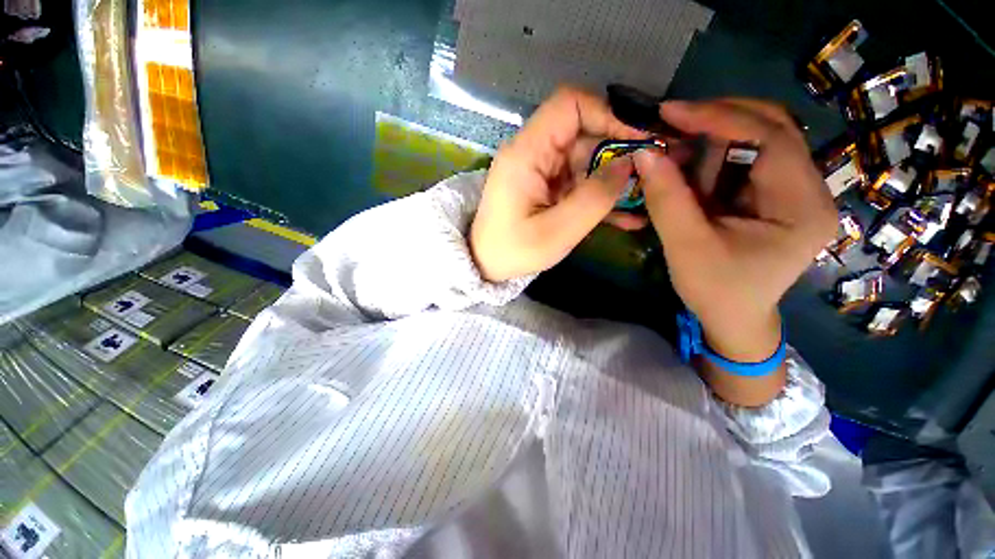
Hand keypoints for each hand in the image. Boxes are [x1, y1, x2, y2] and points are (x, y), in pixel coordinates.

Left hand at [470, 86, 648, 281]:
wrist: (486, 264)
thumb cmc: (514, 251)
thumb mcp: (556, 231)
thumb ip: (594, 197)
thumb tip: (630, 163)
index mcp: (527, 153)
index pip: (570, 105)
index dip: (607, 114)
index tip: (637, 141)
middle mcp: (533, 153)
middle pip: (583, 133)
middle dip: (620, 152)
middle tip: (652, 176)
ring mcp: (540, 170)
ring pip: (586, 160)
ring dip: (614, 180)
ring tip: (645, 200)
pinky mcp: (546, 187)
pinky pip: (578, 182)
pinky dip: (600, 195)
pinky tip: (626, 216)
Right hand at [634, 99, 835, 363]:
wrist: (733, 320)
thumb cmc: (715, 291)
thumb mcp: (686, 246)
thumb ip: (666, 199)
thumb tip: (644, 153)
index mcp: (802, 206)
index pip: (770, 138)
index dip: (719, 118)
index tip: (671, 112)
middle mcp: (810, 190)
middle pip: (771, 129)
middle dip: (717, 123)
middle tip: (671, 125)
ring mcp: (794, 192)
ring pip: (755, 142)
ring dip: (710, 147)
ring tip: (674, 165)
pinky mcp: (774, 197)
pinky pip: (744, 163)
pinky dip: (711, 163)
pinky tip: (688, 178)